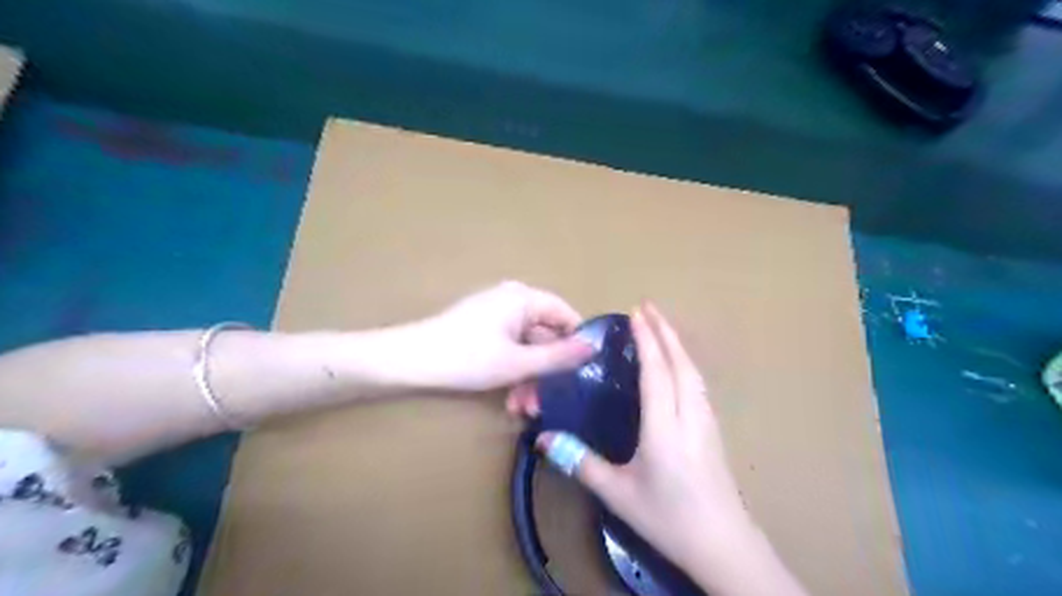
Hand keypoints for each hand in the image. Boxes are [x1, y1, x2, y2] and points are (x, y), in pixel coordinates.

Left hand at [401, 282, 593, 392]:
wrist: (409, 361)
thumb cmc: (467, 357)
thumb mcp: (519, 362)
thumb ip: (559, 356)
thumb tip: (594, 347)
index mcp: (524, 298)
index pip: (566, 315)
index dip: (577, 343)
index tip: (584, 374)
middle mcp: (512, 300)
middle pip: (544, 335)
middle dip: (546, 371)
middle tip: (546, 403)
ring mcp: (495, 315)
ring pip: (526, 347)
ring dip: (529, 378)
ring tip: (523, 409)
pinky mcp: (482, 329)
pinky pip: (509, 348)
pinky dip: (512, 372)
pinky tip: (509, 400)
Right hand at [541, 304, 744, 575]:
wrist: (724, 545)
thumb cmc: (668, 518)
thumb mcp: (618, 493)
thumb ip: (581, 463)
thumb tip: (543, 439)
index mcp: (664, 426)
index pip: (656, 371)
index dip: (647, 340)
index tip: (637, 313)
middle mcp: (689, 415)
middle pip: (680, 363)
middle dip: (665, 331)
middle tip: (648, 307)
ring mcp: (707, 422)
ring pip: (693, 372)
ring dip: (677, 345)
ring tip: (662, 328)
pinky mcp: (714, 431)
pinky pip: (698, 385)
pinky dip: (685, 364)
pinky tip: (678, 366)